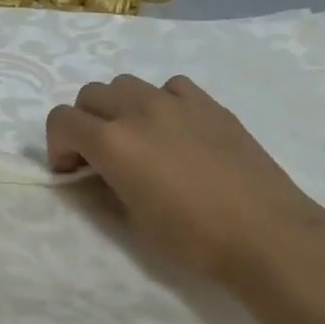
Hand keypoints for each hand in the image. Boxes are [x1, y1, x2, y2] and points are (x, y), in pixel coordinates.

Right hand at [46, 74, 324, 286]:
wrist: (267, 234)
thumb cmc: (193, 239)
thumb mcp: (131, 222)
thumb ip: (100, 188)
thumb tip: (89, 173)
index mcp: (113, 142)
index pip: (61, 120)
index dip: (58, 146)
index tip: (72, 171)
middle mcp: (139, 110)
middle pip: (90, 94)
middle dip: (85, 123)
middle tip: (100, 156)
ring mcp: (177, 102)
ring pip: (127, 84)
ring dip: (119, 108)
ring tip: (138, 140)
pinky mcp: (209, 104)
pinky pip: (170, 87)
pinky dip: (160, 102)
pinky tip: (175, 131)